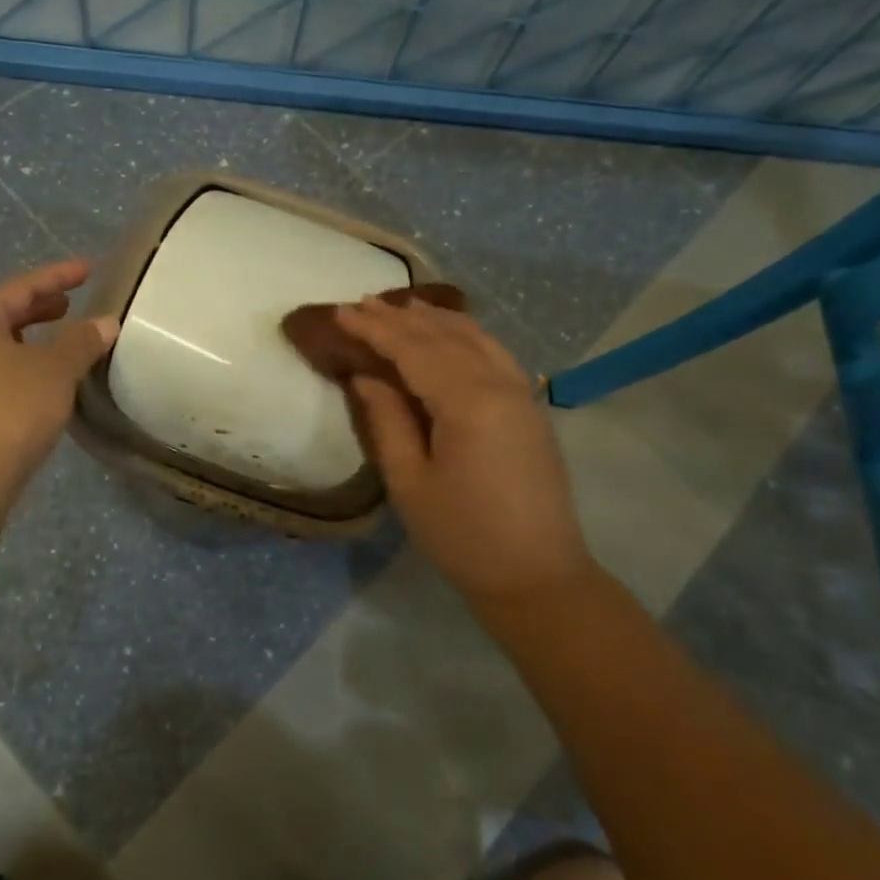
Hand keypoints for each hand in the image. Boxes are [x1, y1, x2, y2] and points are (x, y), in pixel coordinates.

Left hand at [0, 260, 117, 494]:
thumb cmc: (9, 409)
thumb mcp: (54, 370)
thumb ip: (81, 341)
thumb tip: (105, 322)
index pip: (20, 288)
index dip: (57, 275)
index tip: (89, 269)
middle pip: (3, 317)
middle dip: (40, 308)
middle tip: (72, 304)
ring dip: (32, 342)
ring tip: (63, 345)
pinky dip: (25, 371)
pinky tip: (46, 388)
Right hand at [335, 296, 592, 600]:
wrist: (538, 577)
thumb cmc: (463, 536)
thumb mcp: (409, 482)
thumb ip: (387, 420)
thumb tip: (366, 376)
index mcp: (467, 403)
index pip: (412, 350)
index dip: (374, 329)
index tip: (340, 312)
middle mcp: (499, 384)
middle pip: (443, 337)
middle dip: (400, 318)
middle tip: (362, 303)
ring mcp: (521, 393)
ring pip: (474, 337)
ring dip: (435, 319)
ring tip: (401, 306)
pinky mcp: (530, 407)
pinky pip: (495, 352)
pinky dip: (467, 333)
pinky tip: (451, 331)